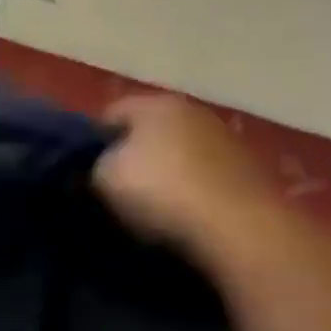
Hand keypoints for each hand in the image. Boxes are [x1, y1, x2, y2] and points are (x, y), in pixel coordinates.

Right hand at [94, 95, 278, 261]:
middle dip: (132, 156)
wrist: (238, 227)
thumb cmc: (162, 192)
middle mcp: (193, 111)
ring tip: (149, 209)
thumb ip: (94, 166)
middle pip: (149, 131)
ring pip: (180, 154)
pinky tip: (182, 217)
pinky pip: (204, 177)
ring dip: (166, 175)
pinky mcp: (247, 171)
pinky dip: (192, 192)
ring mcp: (225, 140)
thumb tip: (98, 168)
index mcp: (155, 103)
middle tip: (114, 191)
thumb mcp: (105, 178)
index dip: (92, 141)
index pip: (110, 113)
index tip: (84, 172)